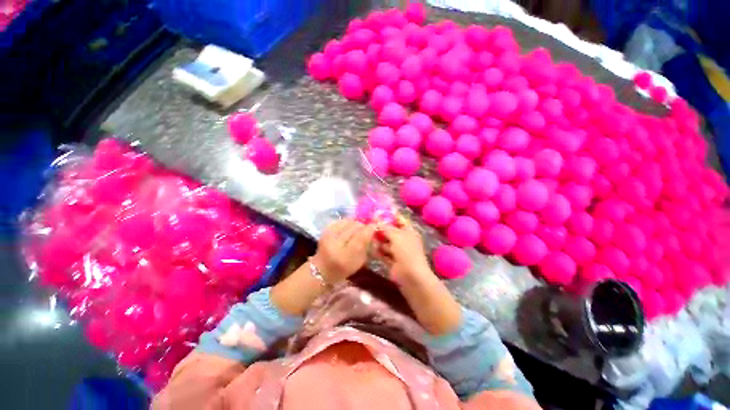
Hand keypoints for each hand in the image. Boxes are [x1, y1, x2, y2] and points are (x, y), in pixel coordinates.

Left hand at [311, 219, 375, 283]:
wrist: (322, 268)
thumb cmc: (344, 268)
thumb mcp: (359, 261)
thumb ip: (366, 245)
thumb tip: (372, 229)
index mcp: (345, 256)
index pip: (361, 237)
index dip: (369, 229)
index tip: (375, 226)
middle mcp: (336, 244)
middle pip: (355, 227)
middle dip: (363, 226)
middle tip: (366, 229)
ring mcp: (328, 235)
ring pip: (348, 221)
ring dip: (355, 223)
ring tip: (356, 229)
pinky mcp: (325, 230)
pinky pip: (340, 220)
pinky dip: (347, 222)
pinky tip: (348, 227)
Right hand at [374, 215, 432, 284]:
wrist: (411, 276)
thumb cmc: (406, 251)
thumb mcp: (396, 236)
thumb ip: (386, 227)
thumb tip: (376, 221)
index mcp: (409, 231)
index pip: (399, 220)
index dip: (389, 216)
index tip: (377, 213)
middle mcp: (403, 240)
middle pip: (390, 231)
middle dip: (381, 229)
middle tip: (368, 224)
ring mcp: (398, 251)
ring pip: (385, 243)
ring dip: (378, 240)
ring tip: (367, 236)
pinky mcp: (392, 261)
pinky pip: (383, 253)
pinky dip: (377, 251)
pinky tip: (369, 247)